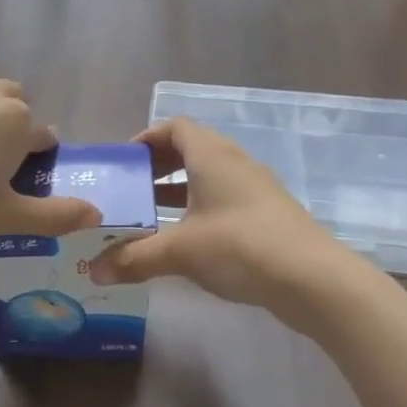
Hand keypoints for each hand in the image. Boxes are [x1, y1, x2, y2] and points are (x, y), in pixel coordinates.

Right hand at [90, 118, 356, 326]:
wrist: (312, 279)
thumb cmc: (239, 246)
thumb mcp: (179, 251)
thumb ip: (133, 258)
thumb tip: (94, 271)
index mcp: (212, 156)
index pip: (176, 127)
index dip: (147, 138)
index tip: (123, 162)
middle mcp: (235, 164)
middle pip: (191, 151)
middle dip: (158, 168)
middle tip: (131, 191)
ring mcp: (255, 190)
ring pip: (208, 179)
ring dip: (178, 192)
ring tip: (150, 218)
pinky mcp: (267, 217)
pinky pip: (223, 201)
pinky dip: (199, 211)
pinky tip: (185, 243)